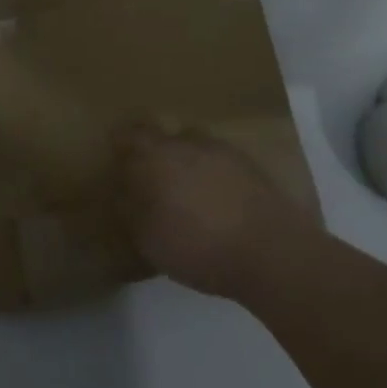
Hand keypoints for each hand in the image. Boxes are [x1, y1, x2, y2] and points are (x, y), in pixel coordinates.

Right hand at [117, 124, 302, 299]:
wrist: (270, 251)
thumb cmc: (199, 247)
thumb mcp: (150, 240)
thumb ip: (131, 211)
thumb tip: (122, 193)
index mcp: (156, 156)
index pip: (128, 136)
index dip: (119, 144)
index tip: (115, 158)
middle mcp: (186, 143)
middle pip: (161, 137)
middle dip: (152, 152)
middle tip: (148, 177)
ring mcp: (221, 150)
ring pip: (192, 146)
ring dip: (183, 160)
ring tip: (184, 189)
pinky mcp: (248, 164)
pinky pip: (217, 160)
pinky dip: (210, 173)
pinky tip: (213, 198)